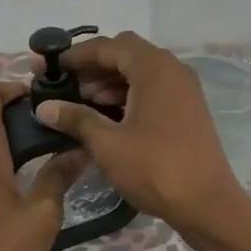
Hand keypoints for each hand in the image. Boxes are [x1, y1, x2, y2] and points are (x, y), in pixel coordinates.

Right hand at [31, 31, 244, 234]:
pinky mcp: (186, 109)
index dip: (73, 55)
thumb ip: (75, 118)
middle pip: (124, 54)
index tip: (45, 66)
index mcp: (154, 69)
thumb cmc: (155, 169)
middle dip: (90, 66)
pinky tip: (104, 116)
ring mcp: (183, 90)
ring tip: (77, 103)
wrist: (207, 204)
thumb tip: (44, 107)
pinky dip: (125, 94)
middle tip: (61, 84)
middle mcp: (172, 70)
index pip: (107, 46)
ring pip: (138, 72)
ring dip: (107, 81)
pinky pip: (150, 89)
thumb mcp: (107, 144)